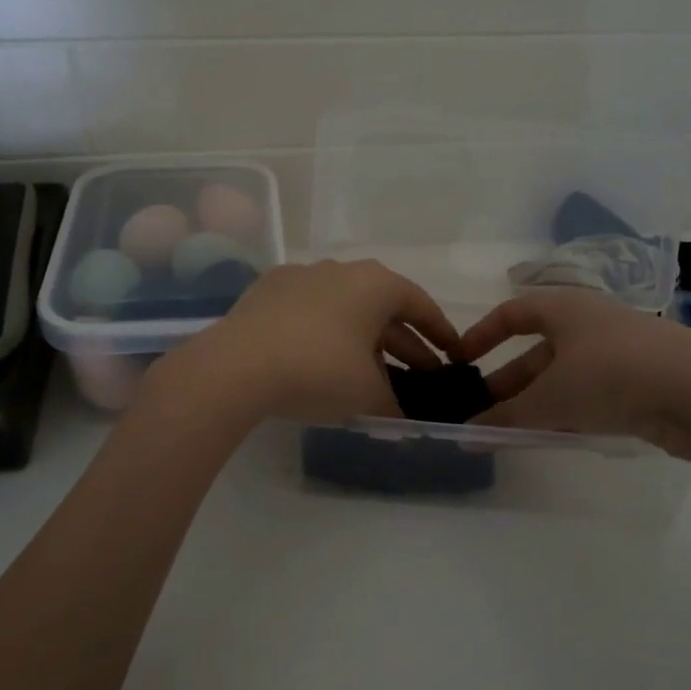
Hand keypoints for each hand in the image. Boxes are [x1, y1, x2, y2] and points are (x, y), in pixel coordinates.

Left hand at [159, 260, 462, 424]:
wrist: (237, 366)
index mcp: (376, 285)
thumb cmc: (319, 371)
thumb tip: (402, 419)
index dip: (440, 332)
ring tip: (372, 373)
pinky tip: (323, 359)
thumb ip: (394, 404)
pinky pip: (312, 311)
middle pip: (384, 308)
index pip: (420, 305)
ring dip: (364, 339)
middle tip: (420, 375)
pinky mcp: (268, 290)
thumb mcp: (367, 394)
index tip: (453, 355)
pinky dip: (327, 333)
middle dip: (404, 343)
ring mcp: (301, 276)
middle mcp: (341, 270)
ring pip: (346, 309)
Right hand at [458, 287, 690, 456]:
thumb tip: (466, 435)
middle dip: (506, 381)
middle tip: (481, 411)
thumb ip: (506, 417)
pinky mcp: (641, 379)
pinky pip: (590, 391)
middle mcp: (589, 322)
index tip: (460, 362)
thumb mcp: (550, 398)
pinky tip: (554, 435)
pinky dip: (567, 410)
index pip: (511, 313)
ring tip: (511, 430)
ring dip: (535, 401)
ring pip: (563, 375)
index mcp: (564, 308)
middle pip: (535, 350)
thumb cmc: (611, 375)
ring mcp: (618, 350)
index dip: (481, 335)